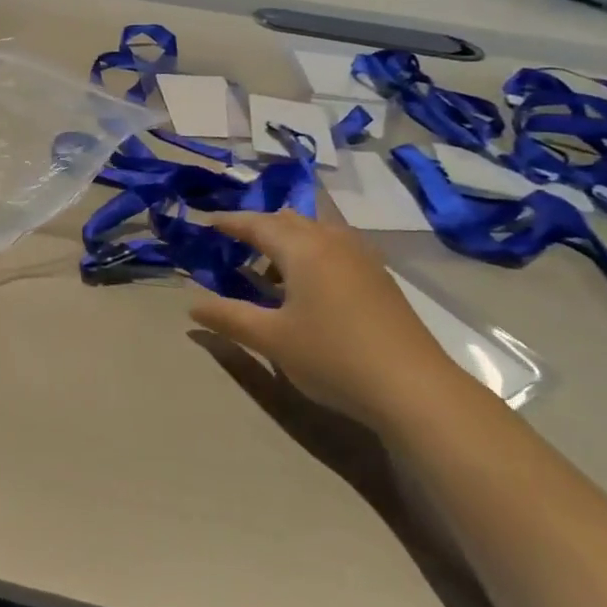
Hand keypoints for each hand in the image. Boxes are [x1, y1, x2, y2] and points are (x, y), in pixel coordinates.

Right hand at [188, 210, 452, 421]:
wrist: (413, 387)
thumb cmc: (333, 356)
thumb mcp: (272, 340)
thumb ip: (228, 318)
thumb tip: (192, 307)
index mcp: (302, 248)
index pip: (257, 223)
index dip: (229, 222)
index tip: (205, 222)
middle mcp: (332, 240)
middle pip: (288, 220)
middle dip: (258, 227)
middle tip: (233, 245)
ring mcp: (361, 256)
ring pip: (315, 231)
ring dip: (287, 239)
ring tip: (268, 267)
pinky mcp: (378, 276)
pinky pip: (334, 246)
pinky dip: (311, 252)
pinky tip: (307, 285)